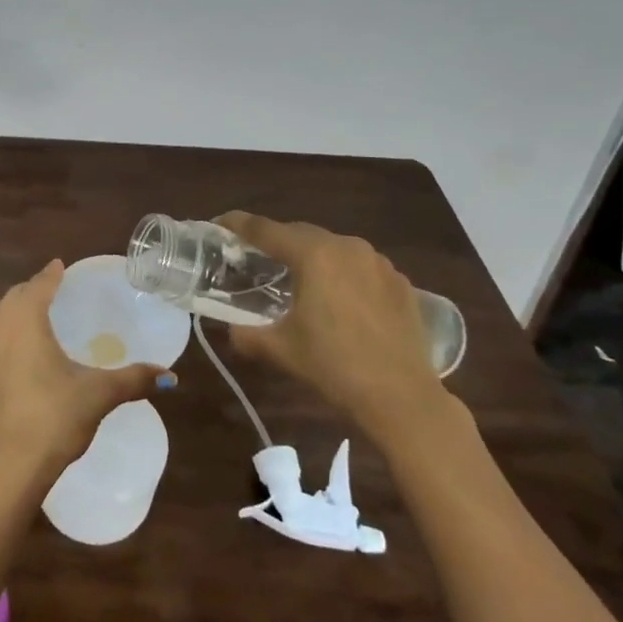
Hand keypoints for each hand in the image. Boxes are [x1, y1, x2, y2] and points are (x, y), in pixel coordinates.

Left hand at [0, 260, 172, 484]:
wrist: (6, 467)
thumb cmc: (52, 417)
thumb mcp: (98, 395)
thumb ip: (133, 379)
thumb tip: (171, 376)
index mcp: (25, 320)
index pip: (39, 285)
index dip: (52, 274)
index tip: (62, 265)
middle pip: (16, 297)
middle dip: (35, 289)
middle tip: (56, 288)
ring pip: (2, 317)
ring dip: (19, 309)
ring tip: (42, 313)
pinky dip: (12, 330)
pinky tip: (27, 348)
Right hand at [216, 213, 446, 442]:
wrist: (403, 398)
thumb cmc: (334, 366)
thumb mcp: (280, 349)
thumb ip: (246, 333)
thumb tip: (232, 329)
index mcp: (313, 254)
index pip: (264, 229)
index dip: (237, 224)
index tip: (219, 223)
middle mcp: (347, 246)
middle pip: (300, 233)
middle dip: (275, 242)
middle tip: (256, 259)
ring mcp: (379, 262)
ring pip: (333, 248)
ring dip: (312, 257)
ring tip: (299, 280)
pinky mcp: (400, 282)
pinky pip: (361, 267)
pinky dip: (343, 274)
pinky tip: (340, 300)